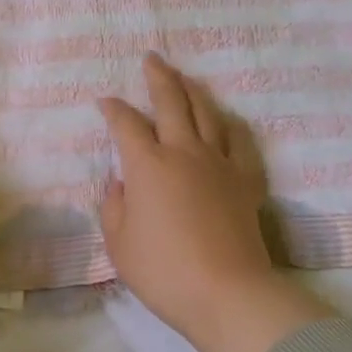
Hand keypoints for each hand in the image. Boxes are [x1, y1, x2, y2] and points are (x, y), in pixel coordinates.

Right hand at [98, 54, 332, 351]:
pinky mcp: (246, 181)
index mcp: (147, 165)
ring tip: (184, 78)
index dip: (113, 109)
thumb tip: (122, 182)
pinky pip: (240, 141)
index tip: (105, 101)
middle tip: (152, 58)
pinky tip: (226, 120)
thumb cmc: (164, 271)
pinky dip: (230, 125)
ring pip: (207, 112)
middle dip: (158, 77)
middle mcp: (183, 152)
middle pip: (171, 102)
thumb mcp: (119, 243)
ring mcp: (219, 163)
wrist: (228, 293)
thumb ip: (114, 206)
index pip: (125, 124)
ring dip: (192, 90)